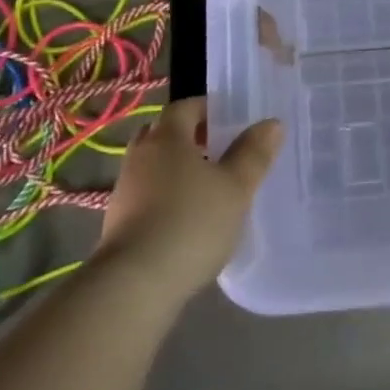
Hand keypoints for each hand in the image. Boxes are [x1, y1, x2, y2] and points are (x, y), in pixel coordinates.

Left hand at [96, 99, 282, 303]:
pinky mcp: (118, 221)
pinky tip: (186, 217)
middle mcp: (140, 155)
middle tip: (219, 148)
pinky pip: (146, 193)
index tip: (230, 117)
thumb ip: (253, 154)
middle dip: (189, 136)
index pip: (185, 107)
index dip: (207, 107)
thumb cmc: (192, 223)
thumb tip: (272, 123)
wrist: (135, 282)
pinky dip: (165, 194)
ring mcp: (125, 189)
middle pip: (164, 133)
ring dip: (176, 167)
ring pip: (153, 164)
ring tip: (207, 185)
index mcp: (167, 138)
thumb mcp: (236, 188)